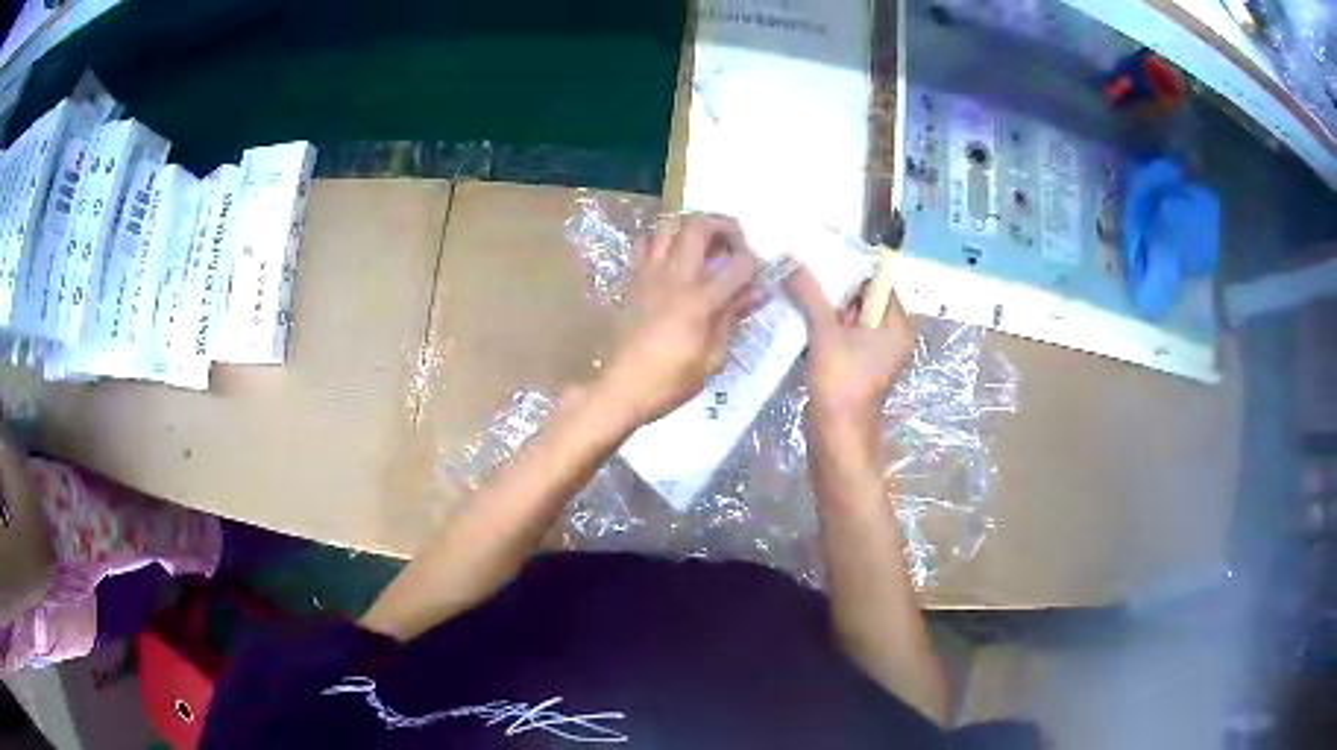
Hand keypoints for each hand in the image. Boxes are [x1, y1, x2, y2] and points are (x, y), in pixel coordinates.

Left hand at [599, 215, 757, 423]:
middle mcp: (674, 277)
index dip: (754, 263)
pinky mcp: (633, 279)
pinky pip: (648, 244)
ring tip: (705, 245)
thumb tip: (757, 293)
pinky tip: (675, 260)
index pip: (738, 264)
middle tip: (734, 243)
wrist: (621, 388)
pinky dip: (665, 241)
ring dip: (692, 227)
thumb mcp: (712, 358)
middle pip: (699, 225)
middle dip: (724, 226)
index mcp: (699, 301)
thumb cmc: (671, 381)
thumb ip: (733, 317)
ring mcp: (649, 274)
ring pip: (669, 225)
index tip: (757, 274)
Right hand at [785, 263, 915, 451]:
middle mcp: (893, 337)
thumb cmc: (841, 382)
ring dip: (828, 309)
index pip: (877, 283)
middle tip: (805, 273)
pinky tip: (804, 319)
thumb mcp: (824, 333)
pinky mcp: (861, 367)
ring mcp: (877, 354)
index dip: (850, 270)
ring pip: (853, 319)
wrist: (837, 435)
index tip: (821, 258)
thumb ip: (810, 295)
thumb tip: (791, 262)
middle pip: (864, 300)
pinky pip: (846, 337)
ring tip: (799, 292)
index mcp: (896, 326)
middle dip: (835, 289)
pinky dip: (828, 328)